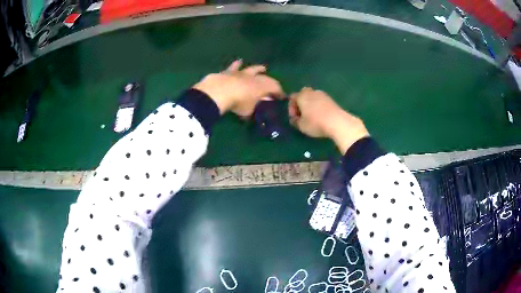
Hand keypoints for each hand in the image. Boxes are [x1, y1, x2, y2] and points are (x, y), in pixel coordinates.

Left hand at [193, 60, 284, 116]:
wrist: (220, 90)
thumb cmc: (238, 102)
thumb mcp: (248, 110)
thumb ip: (253, 108)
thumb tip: (255, 108)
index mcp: (262, 86)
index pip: (275, 88)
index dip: (279, 92)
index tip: (282, 97)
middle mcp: (254, 77)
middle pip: (266, 78)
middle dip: (271, 81)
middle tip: (274, 84)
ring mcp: (241, 73)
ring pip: (252, 69)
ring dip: (258, 69)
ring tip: (262, 68)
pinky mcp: (229, 72)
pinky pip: (234, 67)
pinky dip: (237, 65)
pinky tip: (238, 61)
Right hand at [288, 87, 368, 153]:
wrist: (337, 122)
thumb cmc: (315, 123)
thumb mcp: (301, 126)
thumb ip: (295, 121)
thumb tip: (294, 119)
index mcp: (302, 96)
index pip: (292, 97)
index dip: (291, 108)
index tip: (294, 118)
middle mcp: (311, 92)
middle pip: (303, 94)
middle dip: (301, 103)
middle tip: (302, 114)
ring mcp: (323, 94)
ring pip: (313, 97)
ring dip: (310, 104)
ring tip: (312, 116)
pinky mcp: (331, 99)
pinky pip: (321, 101)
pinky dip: (318, 106)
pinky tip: (321, 116)